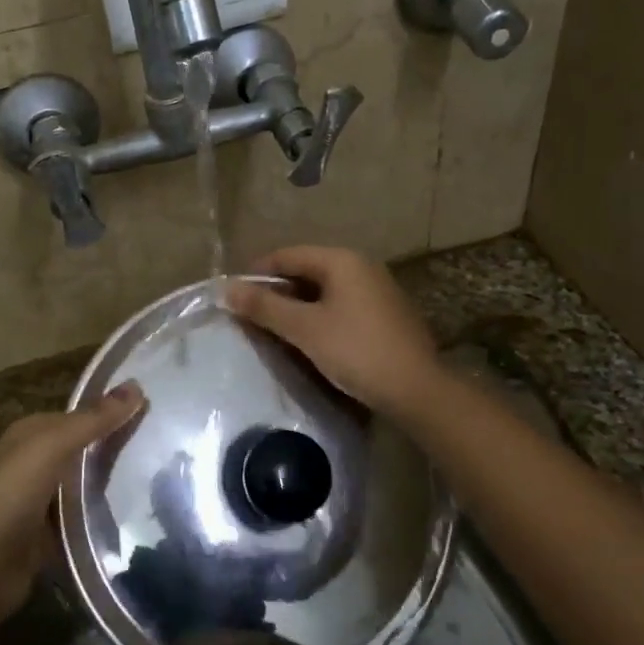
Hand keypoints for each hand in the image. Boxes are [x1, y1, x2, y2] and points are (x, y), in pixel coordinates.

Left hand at [0, 383, 143, 626]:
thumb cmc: (10, 497)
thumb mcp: (51, 448)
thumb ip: (93, 420)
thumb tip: (137, 384)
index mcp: (31, 433)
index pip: (82, 414)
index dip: (115, 410)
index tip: (158, 410)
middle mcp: (35, 461)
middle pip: (86, 448)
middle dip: (119, 445)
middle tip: (171, 446)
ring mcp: (42, 500)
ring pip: (88, 483)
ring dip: (116, 481)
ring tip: (166, 477)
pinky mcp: (51, 535)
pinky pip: (85, 516)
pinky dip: (105, 514)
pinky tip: (138, 513)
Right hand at [225, 245, 442, 415]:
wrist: (417, 389)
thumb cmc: (356, 351)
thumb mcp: (305, 329)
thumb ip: (265, 307)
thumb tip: (226, 289)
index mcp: (342, 260)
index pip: (288, 255)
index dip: (257, 273)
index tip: (234, 296)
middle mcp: (362, 267)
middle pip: (307, 271)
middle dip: (277, 292)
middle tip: (250, 316)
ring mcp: (377, 290)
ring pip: (324, 291)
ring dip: (297, 307)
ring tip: (274, 330)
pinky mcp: (385, 315)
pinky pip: (341, 306)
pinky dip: (319, 316)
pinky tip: (309, 340)